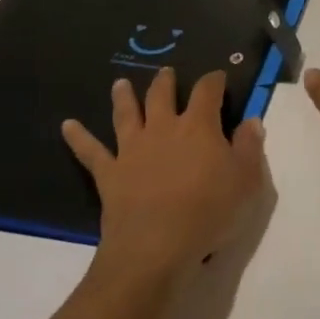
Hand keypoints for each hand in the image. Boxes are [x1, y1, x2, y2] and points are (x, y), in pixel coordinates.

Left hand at [62, 67, 264, 278]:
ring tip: (120, 84)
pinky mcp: (109, 173)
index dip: (214, 80)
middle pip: (162, 95)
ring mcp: (132, 149)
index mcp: (199, 127)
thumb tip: (252, 120)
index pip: (207, 91)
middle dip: (166, 81)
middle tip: (166, 72)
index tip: (219, 77)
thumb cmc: (209, 212)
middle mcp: (162, 128)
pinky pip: (90, 151)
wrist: (155, 246)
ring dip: (124, 97)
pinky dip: (79, 137)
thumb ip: (250, 147)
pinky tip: (67, 126)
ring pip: (126, 114)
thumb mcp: (246, 181)